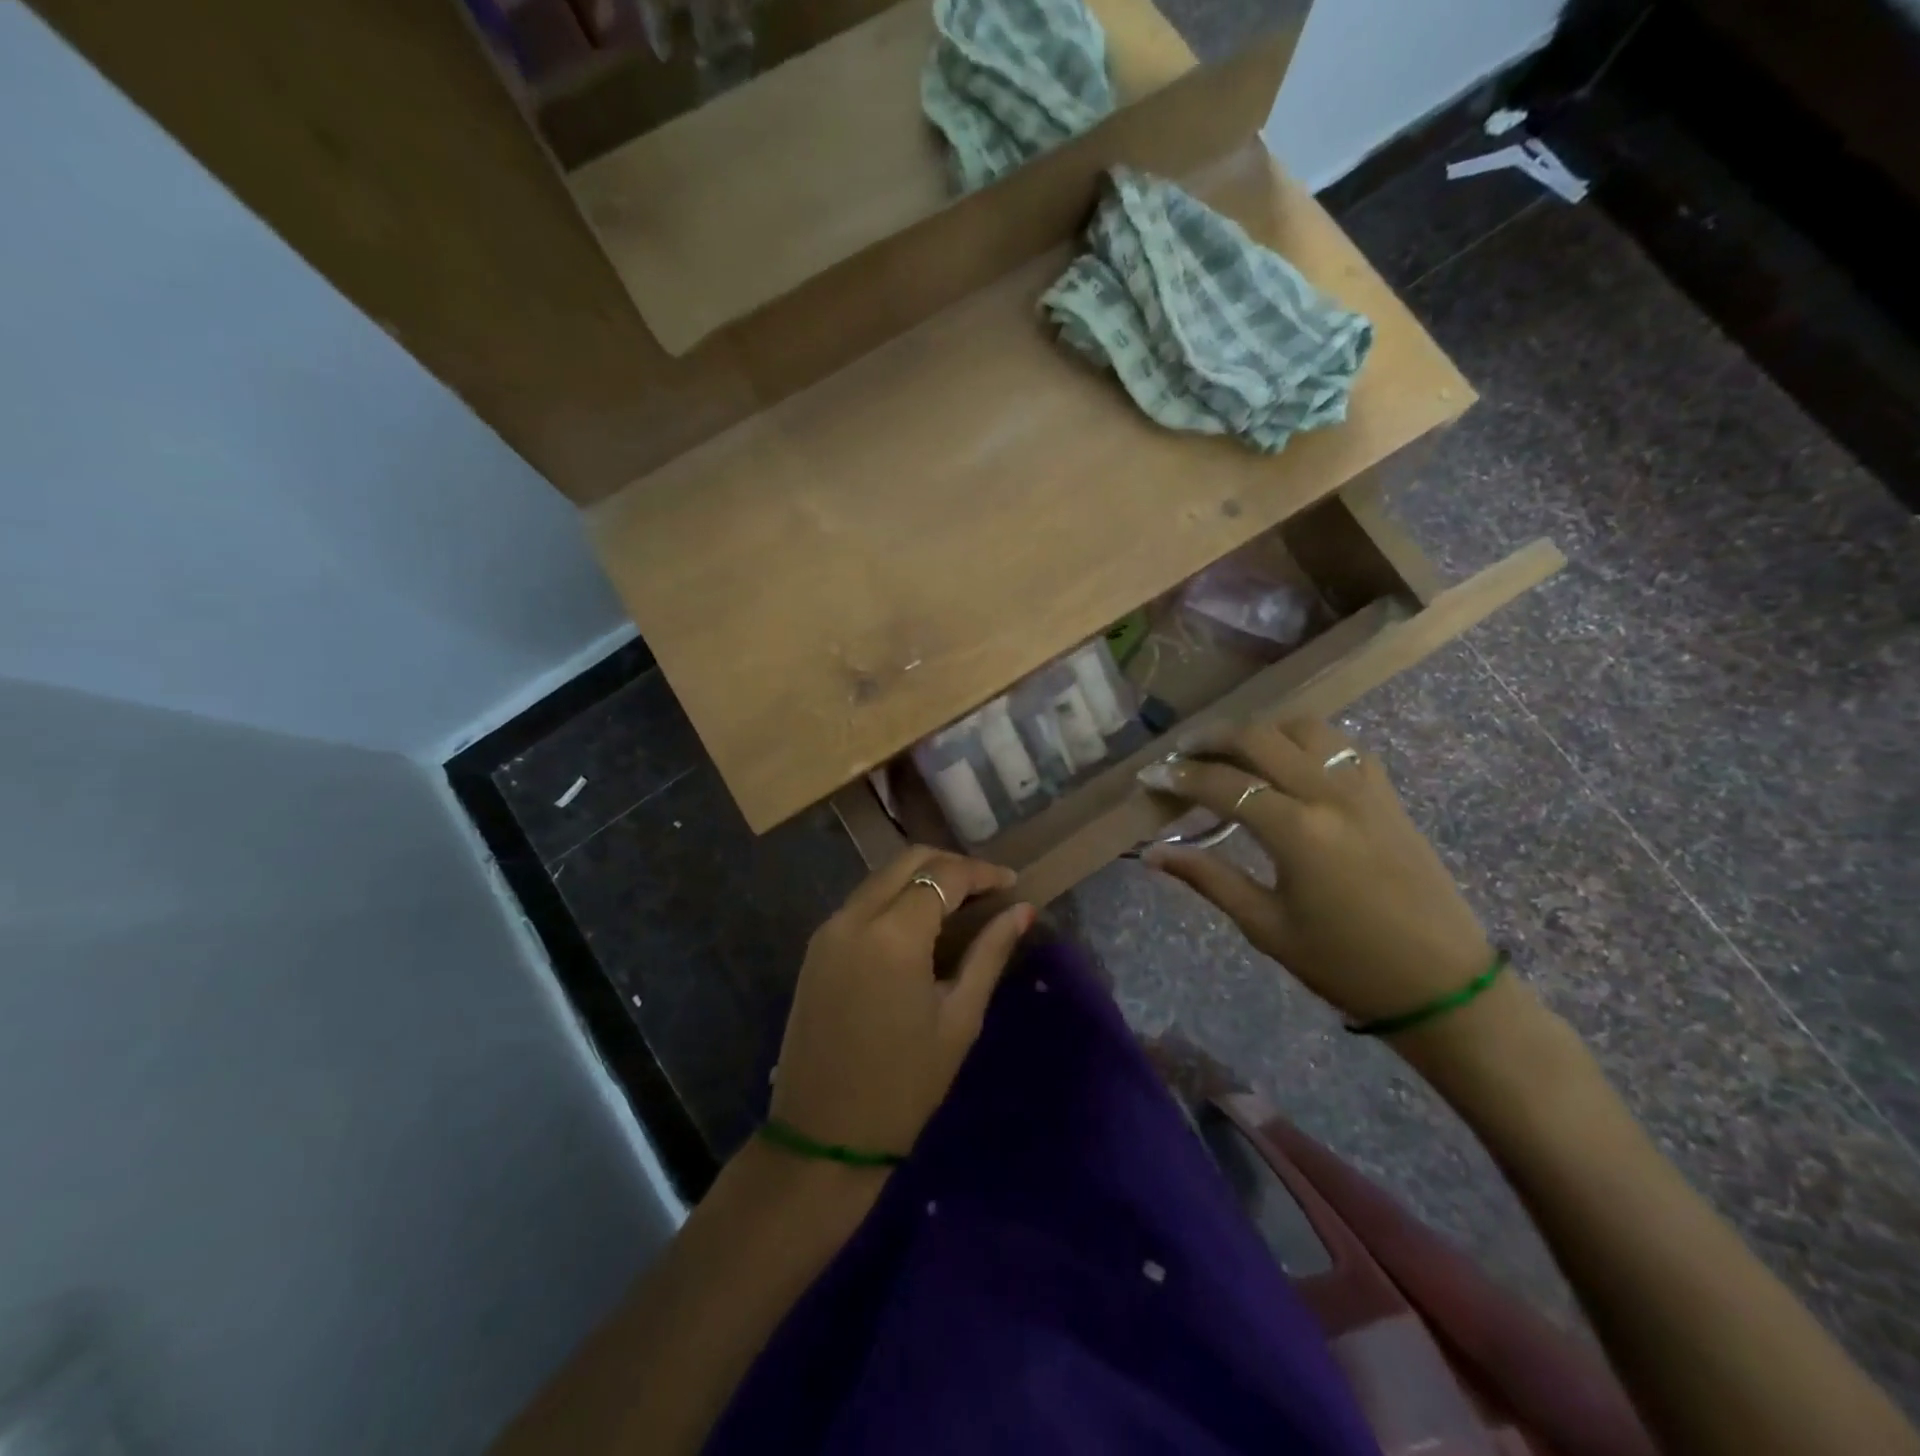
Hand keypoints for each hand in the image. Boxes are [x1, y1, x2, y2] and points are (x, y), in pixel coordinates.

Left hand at [770, 847, 1033, 1158]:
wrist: (822, 1137)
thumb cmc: (904, 1085)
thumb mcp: (959, 1018)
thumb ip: (990, 953)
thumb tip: (1022, 910)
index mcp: (893, 935)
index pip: (944, 875)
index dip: (982, 873)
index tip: (1012, 884)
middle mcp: (854, 917)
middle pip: (907, 861)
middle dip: (951, 865)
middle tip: (987, 889)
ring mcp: (828, 930)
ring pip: (881, 877)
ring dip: (921, 878)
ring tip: (959, 903)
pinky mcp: (816, 947)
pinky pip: (862, 902)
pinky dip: (895, 897)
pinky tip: (920, 922)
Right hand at [1138, 717, 1493, 1025]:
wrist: (1443, 985)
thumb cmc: (1345, 964)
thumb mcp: (1266, 927)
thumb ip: (1208, 879)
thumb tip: (1152, 854)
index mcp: (1297, 831)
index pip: (1223, 784)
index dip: (1178, 776)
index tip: (1149, 776)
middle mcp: (1329, 794)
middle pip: (1260, 738)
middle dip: (1212, 738)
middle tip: (1182, 752)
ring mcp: (1365, 789)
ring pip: (1305, 728)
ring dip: (1262, 730)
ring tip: (1234, 751)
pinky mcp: (1387, 794)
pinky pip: (1342, 744)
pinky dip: (1305, 741)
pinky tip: (1289, 763)